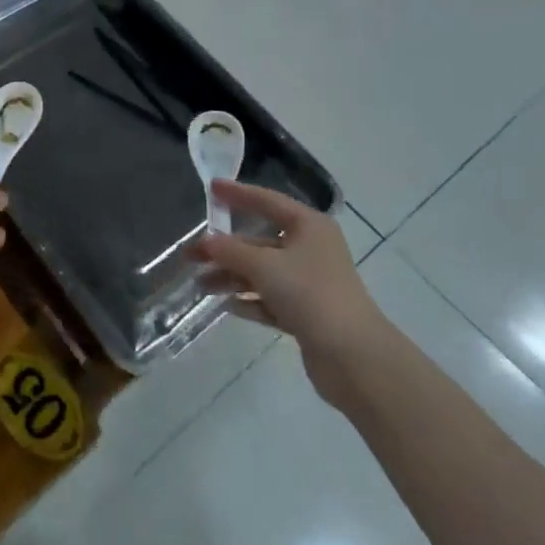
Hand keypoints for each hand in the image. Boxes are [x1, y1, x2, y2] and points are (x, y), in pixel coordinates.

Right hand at [192, 180, 388, 408]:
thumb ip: (230, 250)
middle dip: (225, 249)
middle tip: (191, 255)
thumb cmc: (309, 293)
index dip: (237, 194)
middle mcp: (311, 248)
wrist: (353, 356)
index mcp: (308, 226)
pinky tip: (228, 306)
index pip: (267, 201)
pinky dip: (250, 300)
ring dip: (232, 277)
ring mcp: (310, 282)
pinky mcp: (308, 313)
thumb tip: (206, 242)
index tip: (211, 188)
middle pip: (260, 242)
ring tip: (201, 286)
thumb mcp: (264, 266)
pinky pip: (271, 299)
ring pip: (263, 272)